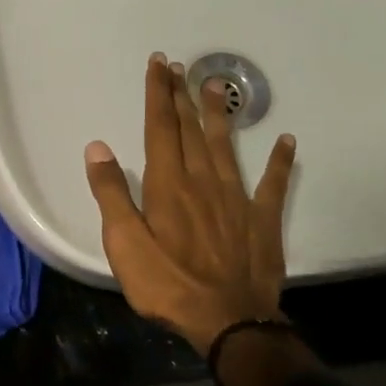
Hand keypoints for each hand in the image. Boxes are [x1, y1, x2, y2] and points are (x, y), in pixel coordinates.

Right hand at [83, 53, 296, 355]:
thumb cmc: (166, 284)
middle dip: (181, 95)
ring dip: (220, 115)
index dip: (158, 94)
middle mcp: (203, 181)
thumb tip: (98, 147)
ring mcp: (236, 199)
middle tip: (179, 66)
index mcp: (168, 185)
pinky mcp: (261, 220)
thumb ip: (111, 193)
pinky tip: (287, 141)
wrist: (227, 320)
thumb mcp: (124, 243)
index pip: (160, 129)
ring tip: (218, 85)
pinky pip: (273, 184)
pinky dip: (281, 161)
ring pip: (227, 146)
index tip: (158, 64)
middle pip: (191, 130)